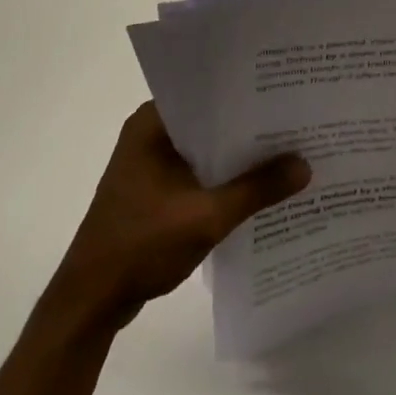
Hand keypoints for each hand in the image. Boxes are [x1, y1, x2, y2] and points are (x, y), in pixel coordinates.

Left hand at [48, 102, 310, 331]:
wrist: (90, 302)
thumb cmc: (141, 245)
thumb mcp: (206, 217)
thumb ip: (256, 189)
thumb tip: (305, 165)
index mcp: (153, 123)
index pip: (207, 93)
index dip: (247, 93)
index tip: (286, 92)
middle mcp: (149, 133)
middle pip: (209, 121)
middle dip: (249, 126)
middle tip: (296, 121)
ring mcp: (149, 163)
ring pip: (204, 149)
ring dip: (236, 156)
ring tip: (286, 151)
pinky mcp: (152, 190)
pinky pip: (196, 172)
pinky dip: (221, 178)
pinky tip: (255, 188)